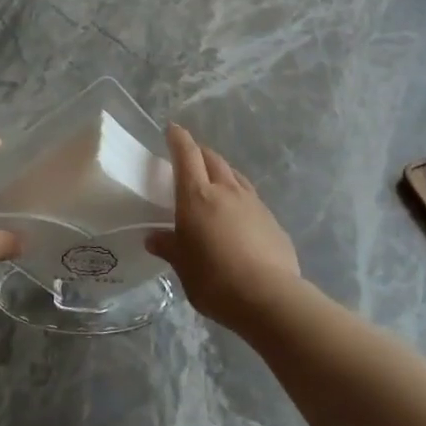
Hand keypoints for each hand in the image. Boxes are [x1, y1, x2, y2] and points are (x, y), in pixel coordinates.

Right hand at [146, 124, 301, 329]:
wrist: (268, 296)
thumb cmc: (214, 279)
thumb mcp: (183, 267)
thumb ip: (170, 247)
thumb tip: (154, 237)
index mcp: (197, 196)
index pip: (186, 155)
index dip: (179, 139)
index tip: (173, 129)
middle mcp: (226, 190)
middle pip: (213, 159)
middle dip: (200, 153)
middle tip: (191, 158)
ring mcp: (253, 203)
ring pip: (234, 175)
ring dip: (222, 172)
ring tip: (215, 181)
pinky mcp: (272, 220)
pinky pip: (251, 198)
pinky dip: (239, 197)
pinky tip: (238, 214)